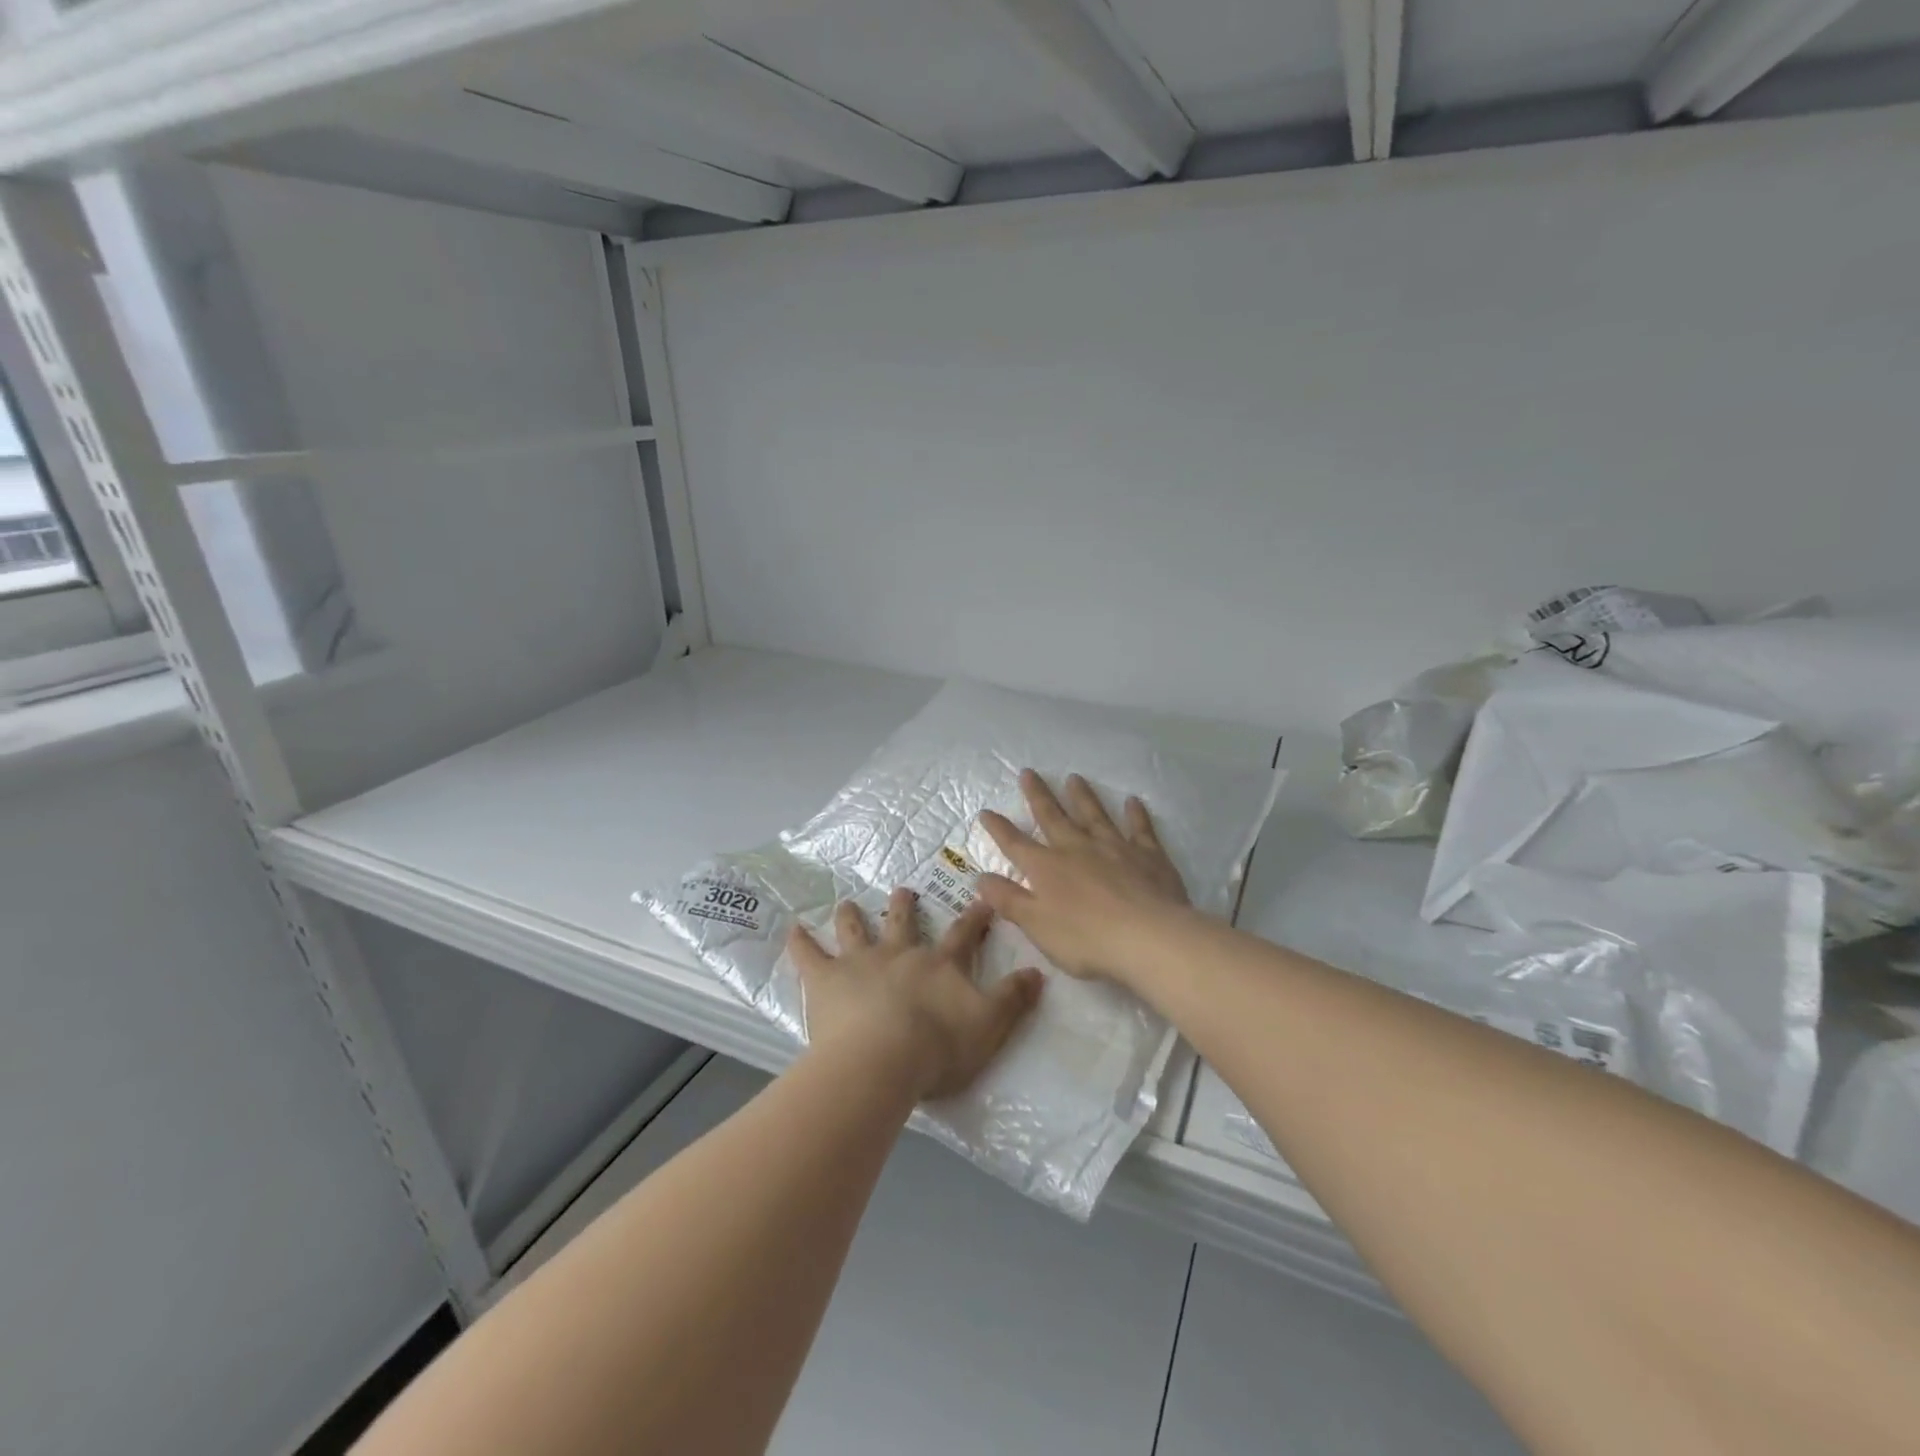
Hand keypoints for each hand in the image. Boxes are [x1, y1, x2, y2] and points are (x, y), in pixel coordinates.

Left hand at [788, 890, 1044, 1101]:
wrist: (882, 1059)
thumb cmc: (938, 1046)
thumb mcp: (990, 1024)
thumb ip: (1014, 998)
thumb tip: (1039, 972)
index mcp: (939, 964)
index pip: (962, 934)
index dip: (974, 917)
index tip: (982, 898)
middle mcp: (900, 953)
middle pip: (903, 922)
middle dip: (906, 906)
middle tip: (904, 889)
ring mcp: (861, 962)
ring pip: (857, 931)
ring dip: (853, 916)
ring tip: (847, 903)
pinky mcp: (827, 980)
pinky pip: (809, 955)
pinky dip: (800, 941)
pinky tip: (792, 928)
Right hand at [976, 770, 1191, 987]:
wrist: (1147, 936)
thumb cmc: (1086, 938)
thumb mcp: (1036, 925)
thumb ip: (1009, 900)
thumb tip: (981, 878)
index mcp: (1047, 868)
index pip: (1016, 844)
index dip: (999, 828)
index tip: (986, 811)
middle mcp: (1077, 848)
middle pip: (1053, 817)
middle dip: (1038, 795)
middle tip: (1028, 772)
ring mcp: (1114, 847)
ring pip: (1094, 814)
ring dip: (1082, 796)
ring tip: (1074, 777)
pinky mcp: (1148, 854)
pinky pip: (1139, 828)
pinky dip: (1135, 814)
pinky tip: (1133, 801)